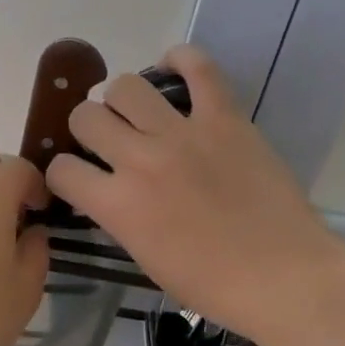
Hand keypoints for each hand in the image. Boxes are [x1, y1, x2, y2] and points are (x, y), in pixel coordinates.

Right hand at [44, 45, 344, 345]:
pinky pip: (198, 67)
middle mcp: (140, 160)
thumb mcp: (145, 258)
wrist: (283, 278)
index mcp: (118, 206)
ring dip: (121, 99)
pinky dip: (181, 60)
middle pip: (85, 116)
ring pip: (126, 86)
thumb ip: (119, 216)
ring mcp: (182, 134)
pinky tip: (173, 68)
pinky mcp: (224, 118)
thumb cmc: (213, 285)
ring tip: (137, 112)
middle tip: (109, 140)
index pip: (61, 169)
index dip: (63, 173)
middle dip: (88, 128)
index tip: (79, 178)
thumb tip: (109, 190)